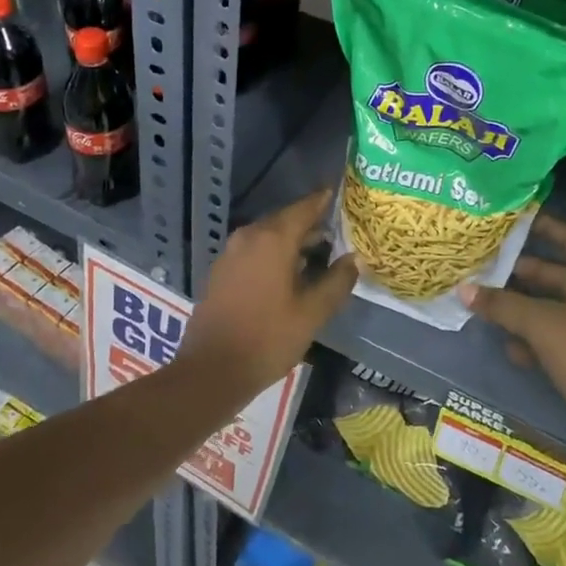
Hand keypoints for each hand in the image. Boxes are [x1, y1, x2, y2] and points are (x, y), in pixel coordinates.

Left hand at [179, 187, 358, 394]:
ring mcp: (231, 252)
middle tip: (338, 229)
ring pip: (269, 235)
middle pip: (285, 219)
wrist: (211, 370)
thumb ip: (337, 282)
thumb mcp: (312, 313)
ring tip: (320, 252)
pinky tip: (290, 272)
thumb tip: (355, 259)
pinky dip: (274, 253)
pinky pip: (254, 250)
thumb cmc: (267, 339)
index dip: (324, 201)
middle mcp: (250, 236)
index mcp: (273, 239)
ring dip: (293, 240)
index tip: (342, 195)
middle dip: (311, 223)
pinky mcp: (222, 270)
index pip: (305, 208)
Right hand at [461, 214, 565, 465]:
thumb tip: (464, 289)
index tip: (518, 220)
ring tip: (486, 304)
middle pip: (557, 275)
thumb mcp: (542, 324)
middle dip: (522, 272)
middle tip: (485, 266)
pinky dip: (533, 342)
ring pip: (553, 310)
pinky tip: (508, 348)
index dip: (548, 226)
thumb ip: (503, 305)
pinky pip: (556, 341)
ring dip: (523, 309)